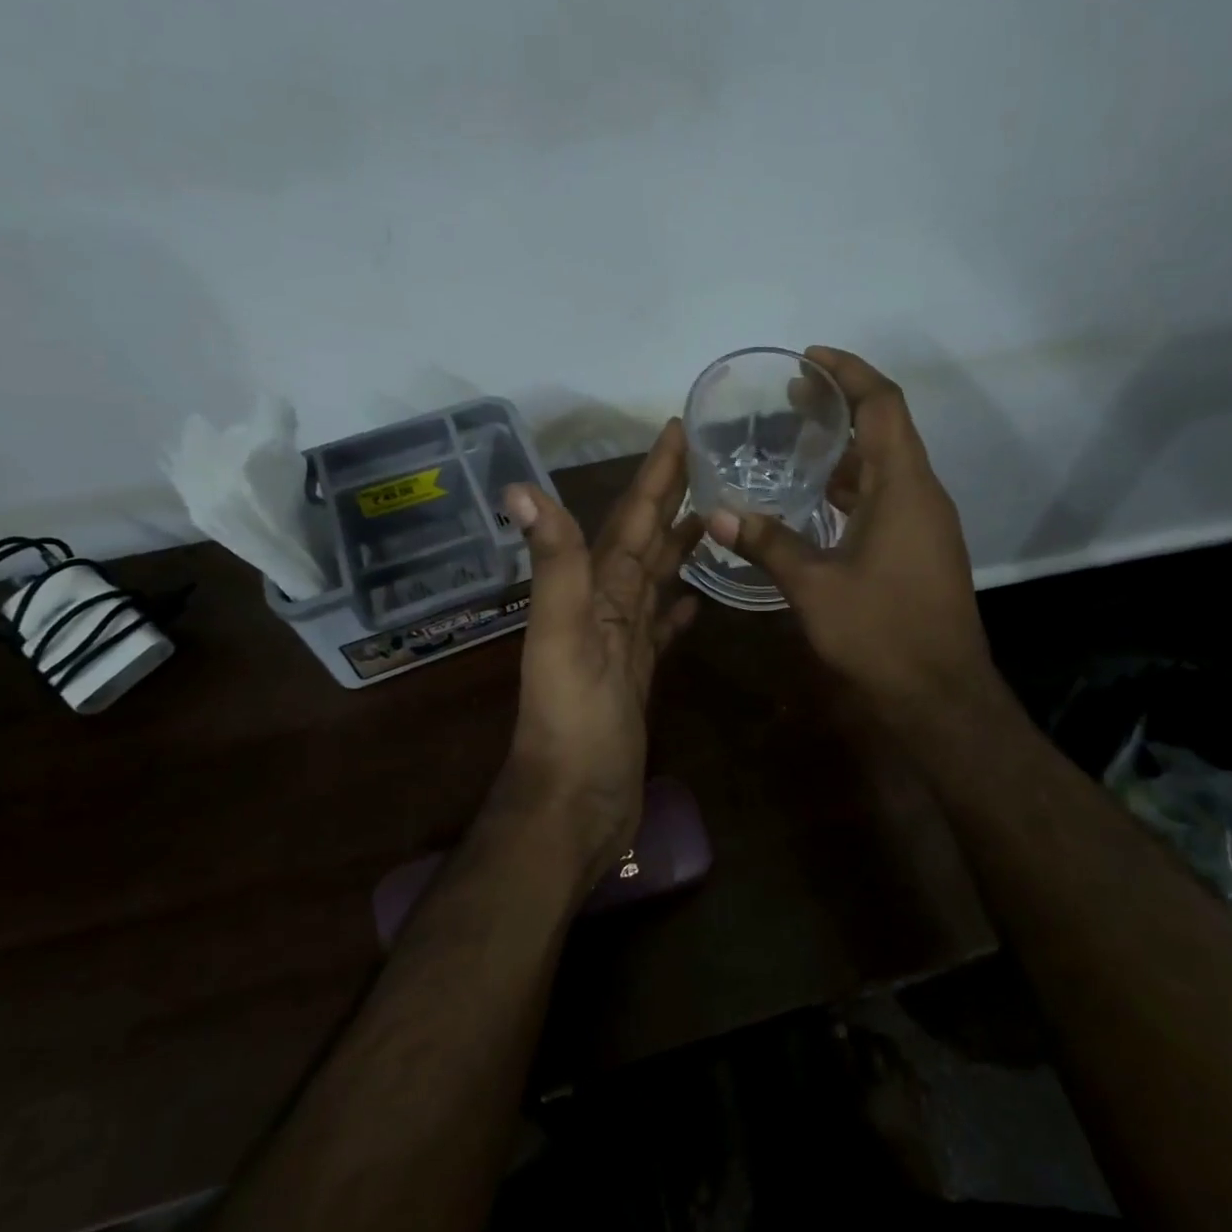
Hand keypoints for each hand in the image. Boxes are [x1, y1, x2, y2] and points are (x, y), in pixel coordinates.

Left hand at [499, 419, 703, 886]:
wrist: (573, 803)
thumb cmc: (572, 720)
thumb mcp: (562, 636)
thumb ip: (553, 565)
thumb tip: (520, 487)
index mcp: (593, 590)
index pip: (629, 519)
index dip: (653, 474)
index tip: (678, 429)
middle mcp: (606, 607)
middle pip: (643, 540)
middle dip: (670, 498)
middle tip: (707, 460)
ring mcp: (622, 643)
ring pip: (654, 579)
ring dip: (676, 546)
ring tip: (710, 517)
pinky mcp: (638, 676)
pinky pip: (660, 629)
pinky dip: (676, 608)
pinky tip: (695, 598)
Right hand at [706, 347, 1005, 722]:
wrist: (941, 696)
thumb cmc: (882, 633)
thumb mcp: (815, 586)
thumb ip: (768, 544)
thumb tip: (719, 515)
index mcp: (905, 488)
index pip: (883, 406)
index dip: (850, 373)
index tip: (809, 359)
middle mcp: (922, 495)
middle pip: (887, 429)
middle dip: (842, 406)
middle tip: (792, 397)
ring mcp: (926, 525)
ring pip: (887, 467)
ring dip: (848, 449)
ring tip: (798, 441)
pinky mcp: (921, 550)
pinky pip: (888, 498)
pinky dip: (854, 487)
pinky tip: (818, 501)